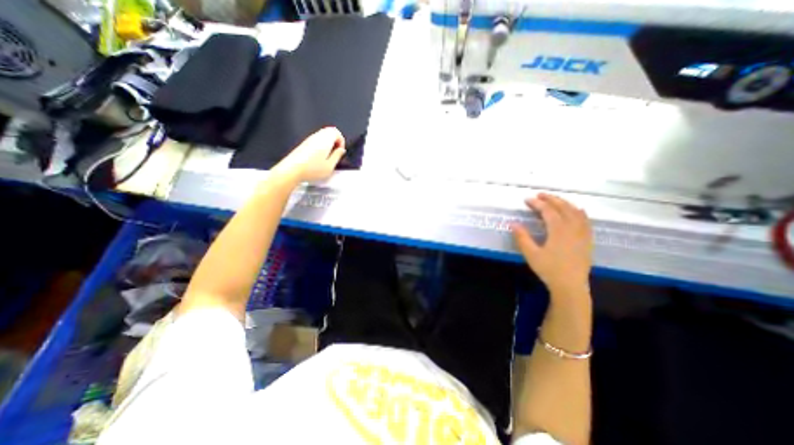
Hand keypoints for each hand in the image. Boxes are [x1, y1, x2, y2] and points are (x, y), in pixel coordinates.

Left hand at [272, 127, 346, 182]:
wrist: (292, 170)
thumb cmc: (311, 169)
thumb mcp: (330, 166)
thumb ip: (337, 156)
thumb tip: (341, 150)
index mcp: (325, 140)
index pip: (337, 132)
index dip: (342, 142)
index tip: (340, 151)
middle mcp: (317, 137)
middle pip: (329, 131)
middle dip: (335, 141)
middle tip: (336, 153)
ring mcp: (309, 139)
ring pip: (323, 135)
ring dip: (328, 143)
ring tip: (328, 157)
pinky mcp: (304, 144)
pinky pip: (316, 140)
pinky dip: (321, 145)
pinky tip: (319, 158)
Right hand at [512, 192, 591, 294]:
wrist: (570, 286)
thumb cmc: (549, 270)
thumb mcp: (531, 254)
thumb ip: (522, 237)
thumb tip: (512, 223)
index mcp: (559, 231)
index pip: (548, 211)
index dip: (537, 203)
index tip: (527, 200)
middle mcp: (573, 228)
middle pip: (563, 207)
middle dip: (551, 199)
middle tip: (539, 195)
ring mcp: (582, 233)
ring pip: (576, 211)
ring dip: (564, 203)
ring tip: (554, 199)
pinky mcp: (587, 239)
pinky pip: (585, 220)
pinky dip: (578, 211)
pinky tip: (575, 210)